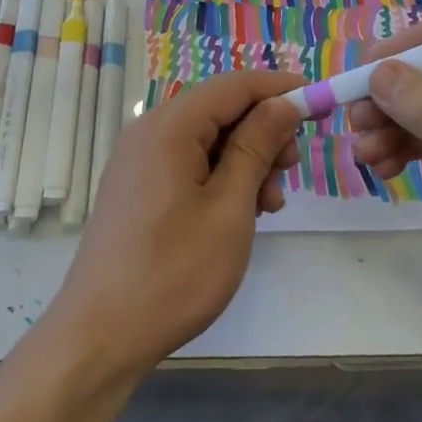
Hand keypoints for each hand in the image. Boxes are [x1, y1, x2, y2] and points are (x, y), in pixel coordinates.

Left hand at [46, 69, 305, 378]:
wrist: (100, 335)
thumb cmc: (174, 272)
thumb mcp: (230, 208)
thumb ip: (256, 147)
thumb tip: (282, 103)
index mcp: (169, 127)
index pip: (234, 86)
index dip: (280, 89)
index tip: (321, 103)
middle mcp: (148, 132)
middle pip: (219, 110)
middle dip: (263, 131)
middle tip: (291, 170)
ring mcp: (138, 161)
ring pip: (206, 140)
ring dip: (245, 160)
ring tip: (270, 204)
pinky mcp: (137, 188)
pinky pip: (187, 164)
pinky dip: (220, 178)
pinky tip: (240, 213)